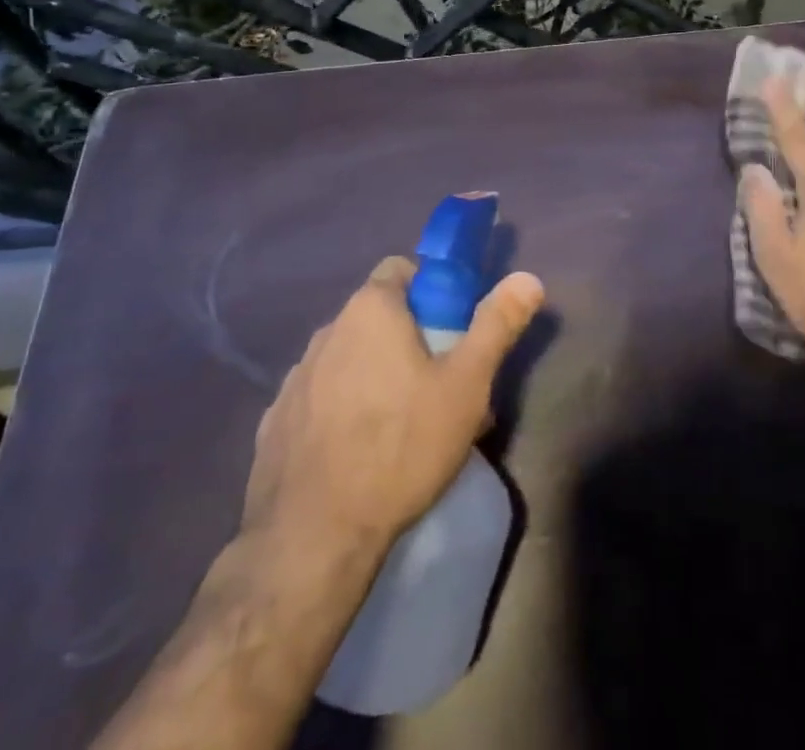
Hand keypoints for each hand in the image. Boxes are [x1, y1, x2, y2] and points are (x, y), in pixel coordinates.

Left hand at [242, 257, 544, 557]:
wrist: (314, 536)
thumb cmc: (402, 446)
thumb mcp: (466, 386)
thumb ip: (496, 326)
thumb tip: (528, 278)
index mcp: (370, 309)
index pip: (400, 269)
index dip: (431, 290)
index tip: (452, 328)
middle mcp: (328, 329)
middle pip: (377, 316)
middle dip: (409, 338)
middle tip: (439, 385)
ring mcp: (296, 375)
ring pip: (348, 357)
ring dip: (374, 373)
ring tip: (403, 425)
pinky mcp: (276, 420)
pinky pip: (319, 397)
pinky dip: (341, 409)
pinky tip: (358, 451)